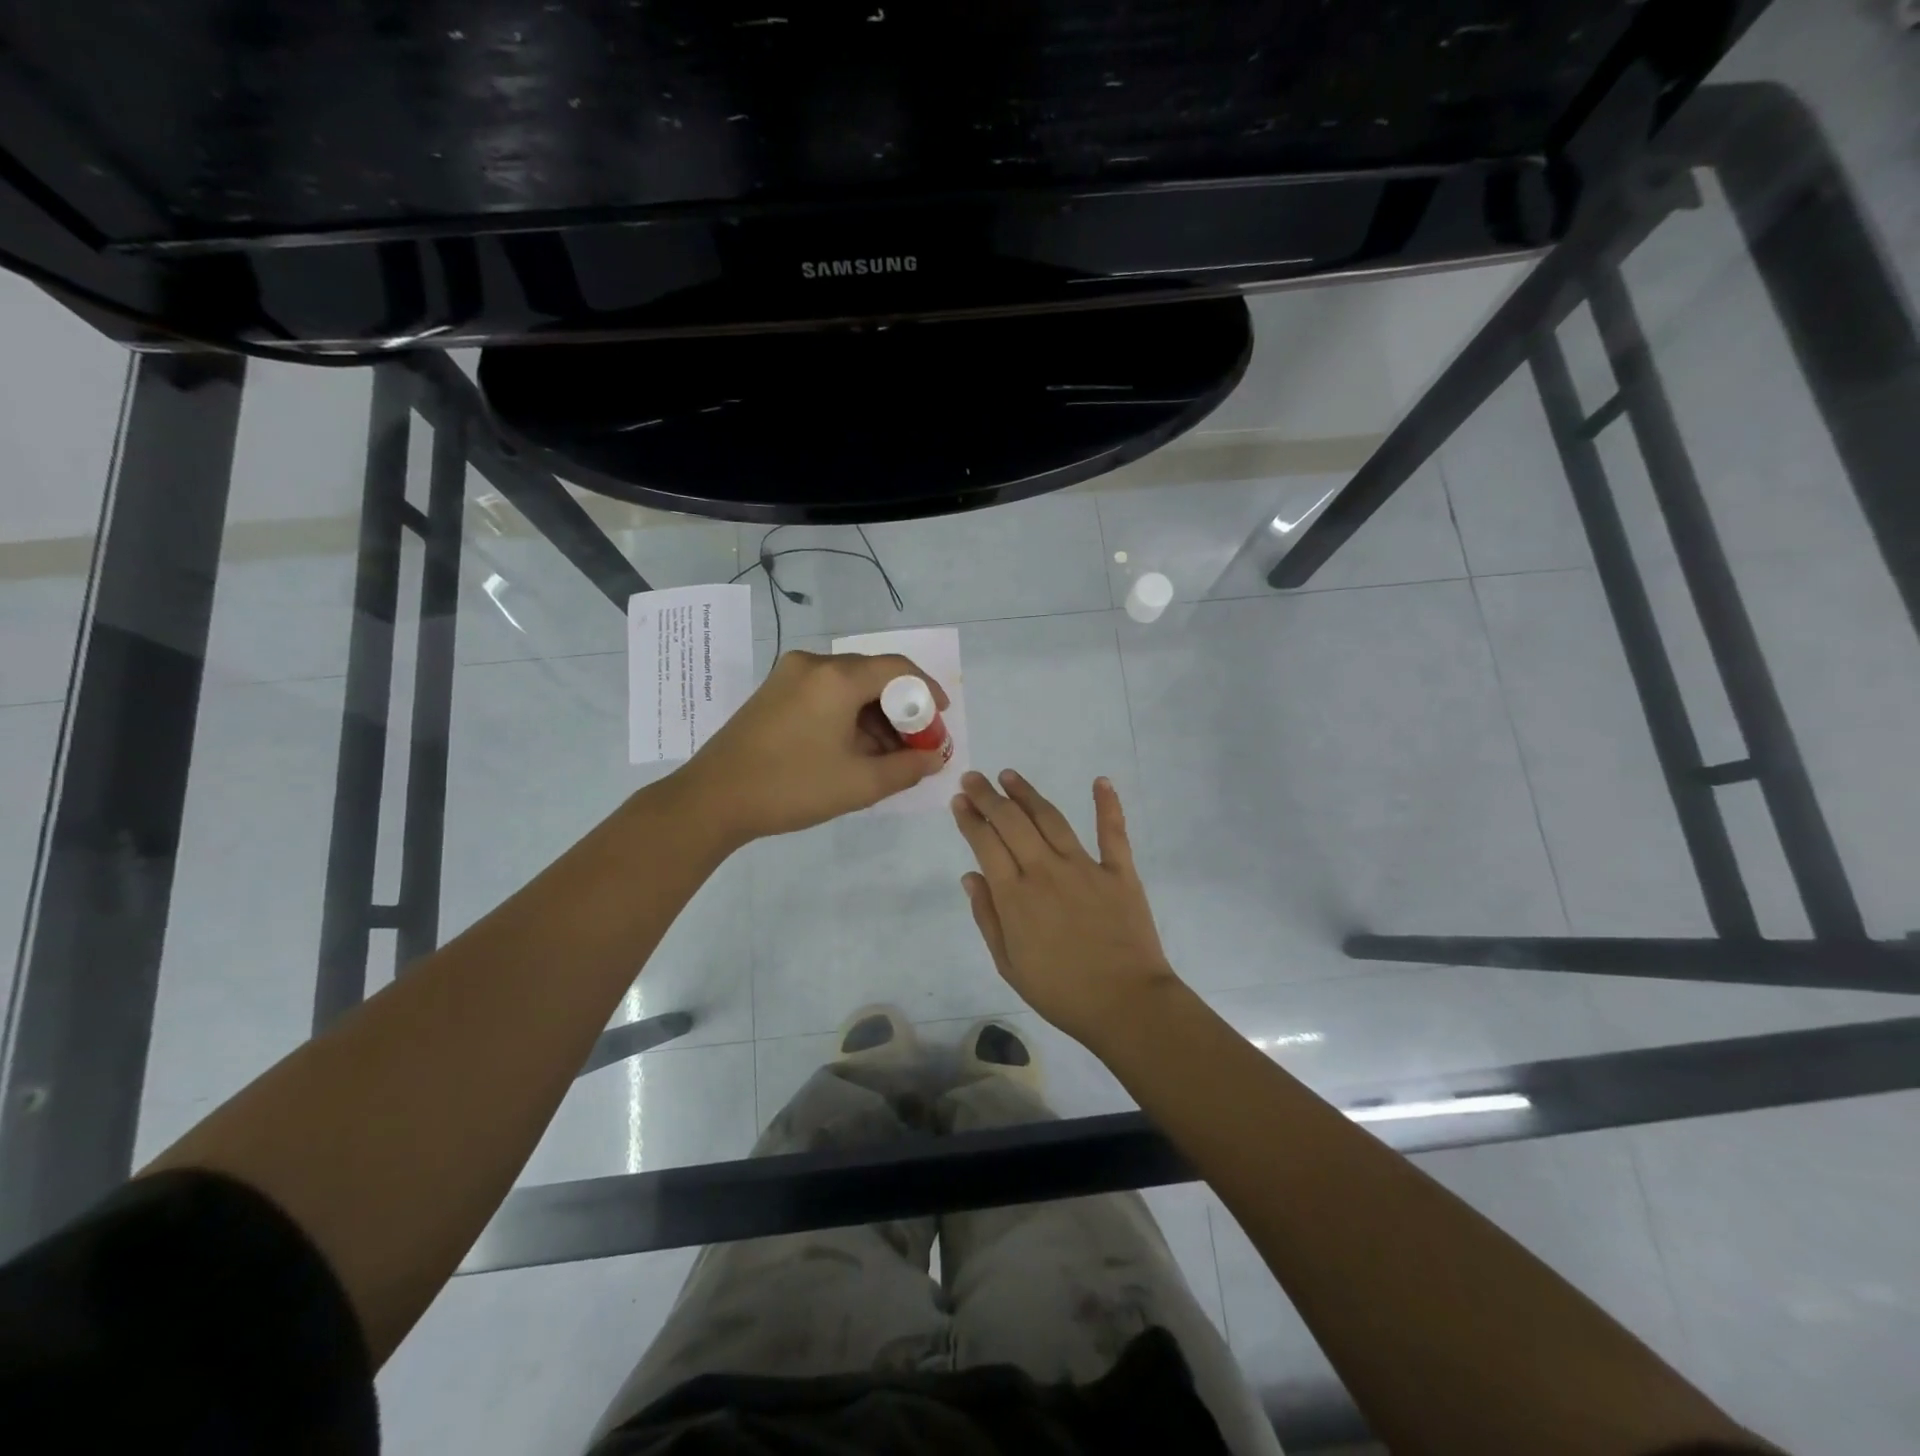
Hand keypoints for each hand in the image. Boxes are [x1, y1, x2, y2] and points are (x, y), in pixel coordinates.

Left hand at [678, 649, 948, 843]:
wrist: (712, 799)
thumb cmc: (791, 787)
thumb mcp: (859, 784)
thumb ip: (907, 768)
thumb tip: (935, 758)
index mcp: (836, 677)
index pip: (898, 668)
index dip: (927, 691)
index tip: (941, 719)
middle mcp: (813, 664)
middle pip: (873, 675)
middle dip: (901, 709)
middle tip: (916, 744)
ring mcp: (788, 676)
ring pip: (848, 686)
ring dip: (874, 715)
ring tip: (886, 756)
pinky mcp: (774, 692)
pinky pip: (825, 693)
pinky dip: (847, 715)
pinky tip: (853, 749)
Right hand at [950, 769, 1180, 1047]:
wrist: (1126, 1005)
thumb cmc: (1061, 993)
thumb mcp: (1009, 965)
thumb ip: (988, 918)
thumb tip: (971, 876)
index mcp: (1015, 896)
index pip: (985, 844)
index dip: (970, 819)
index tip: (959, 801)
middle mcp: (1045, 871)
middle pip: (1012, 823)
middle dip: (988, 797)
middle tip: (974, 779)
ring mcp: (1084, 867)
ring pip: (1050, 819)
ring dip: (1027, 793)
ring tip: (1009, 775)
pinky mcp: (1119, 872)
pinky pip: (1112, 832)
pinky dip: (1107, 804)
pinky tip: (1101, 781)